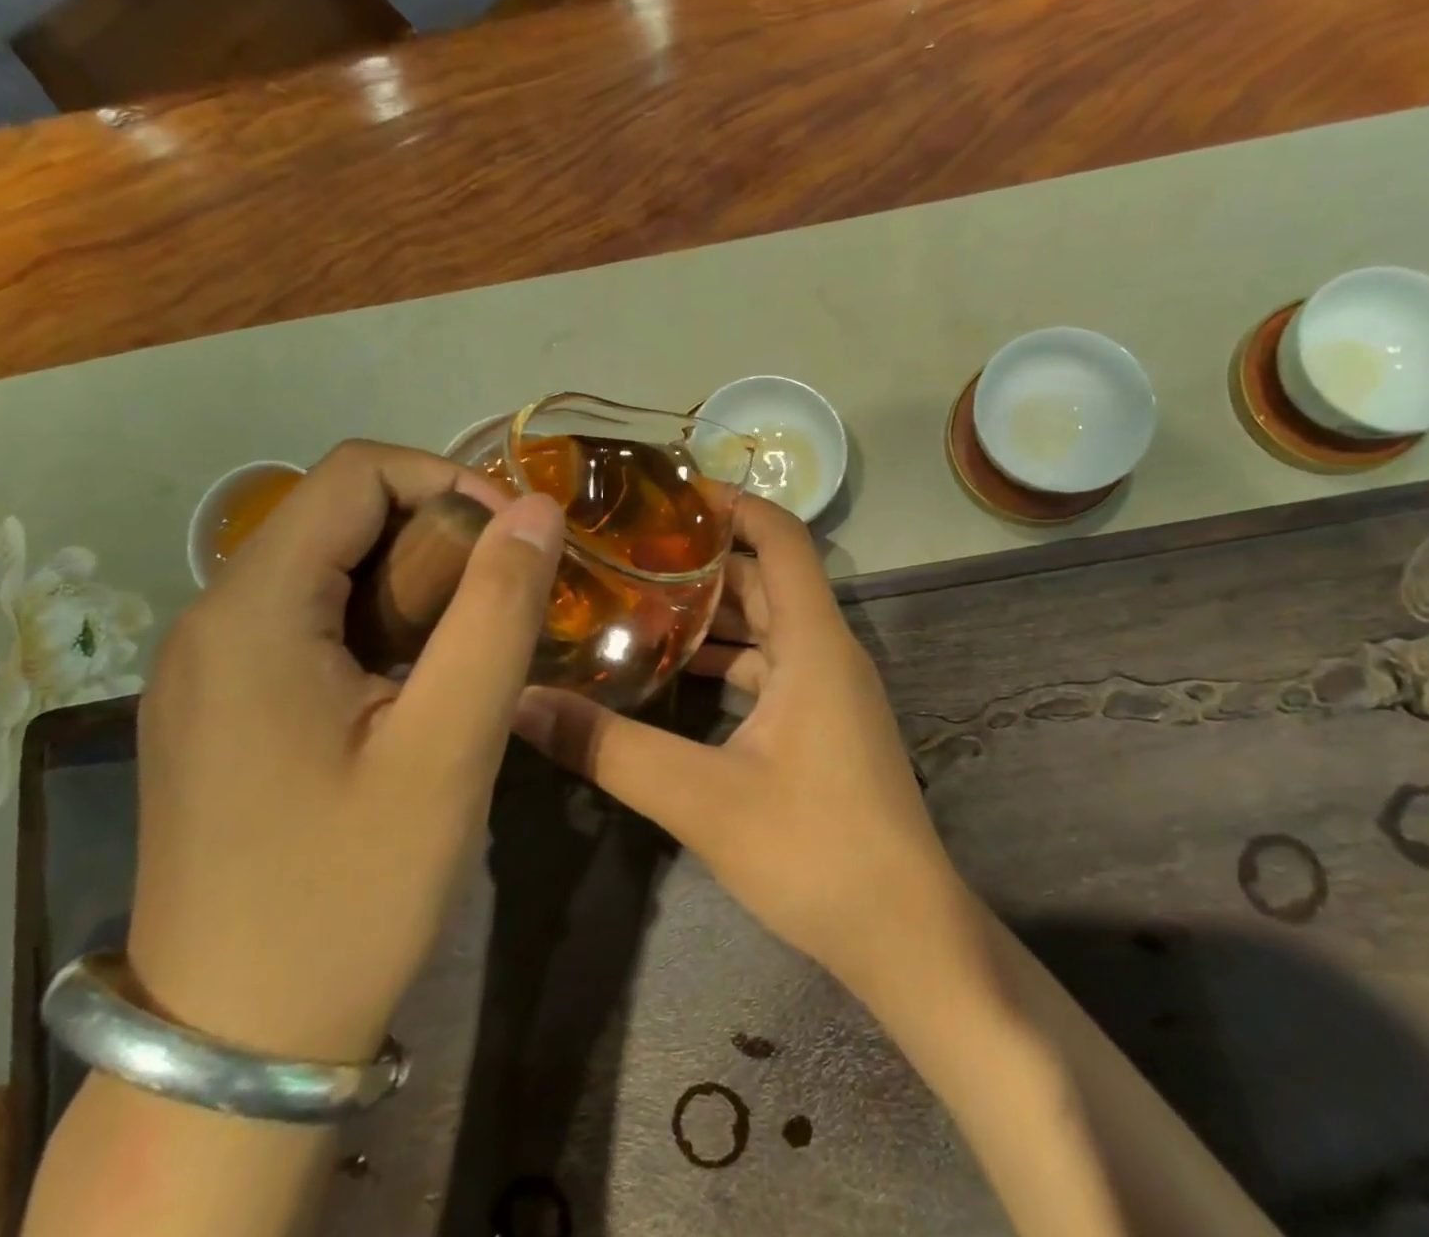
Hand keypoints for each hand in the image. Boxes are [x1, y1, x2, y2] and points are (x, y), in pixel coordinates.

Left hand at [127, 440, 562, 1063]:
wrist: (237, 1045)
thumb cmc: (350, 890)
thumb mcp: (447, 747)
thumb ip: (497, 612)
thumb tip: (537, 510)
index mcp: (252, 613)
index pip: (356, 472)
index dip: (449, 480)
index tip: (516, 542)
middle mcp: (212, 621)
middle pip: (340, 516)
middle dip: (439, 536)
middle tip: (505, 603)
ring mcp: (209, 669)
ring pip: (329, 569)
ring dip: (416, 582)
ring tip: (474, 647)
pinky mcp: (222, 709)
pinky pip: (310, 622)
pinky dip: (382, 623)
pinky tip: (420, 685)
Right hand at [513, 495, 974, 1003]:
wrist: (905, 934)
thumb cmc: (815, 851)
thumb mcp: (702, 798)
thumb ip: (611, 749)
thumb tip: (523, 705)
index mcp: (814, 643)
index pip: (782, 538)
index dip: (733, 505)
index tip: (669, 494)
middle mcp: (827, 652)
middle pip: (764, 579)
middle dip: (703, 560)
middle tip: (627, 552)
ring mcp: (830, 691)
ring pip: (767, 627)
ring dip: (710, 615)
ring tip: (635, 605)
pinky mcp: (825, 725)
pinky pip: (772, 669)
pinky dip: (727, 662)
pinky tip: (675, 677)